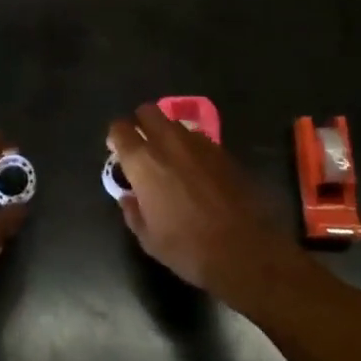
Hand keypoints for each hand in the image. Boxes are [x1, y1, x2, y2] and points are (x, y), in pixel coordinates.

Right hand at [106, 103, 298, 304]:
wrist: (244, 250)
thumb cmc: (188, 248)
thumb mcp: (149, 239)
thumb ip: (133, 211)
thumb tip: (128, 197)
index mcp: (143, 161)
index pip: (120, 128)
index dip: (116, 137)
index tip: (117, 151)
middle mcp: (168, 142)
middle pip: (147, 111)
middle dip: (141, 123)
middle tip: (142, 147)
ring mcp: (197, 142)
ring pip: (173, 122)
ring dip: (166, 134)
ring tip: (170, 159)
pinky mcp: (221, 150)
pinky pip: (197, 137)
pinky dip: (190, 146)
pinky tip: (195, 170)